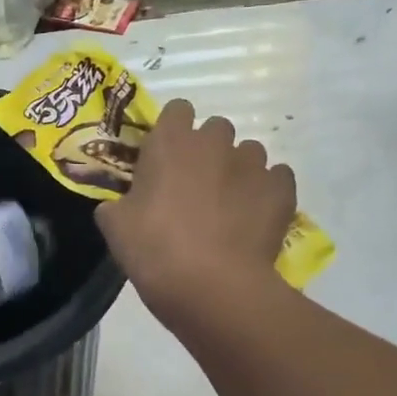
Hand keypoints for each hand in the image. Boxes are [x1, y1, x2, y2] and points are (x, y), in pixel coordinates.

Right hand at [96, 99, 294, 322]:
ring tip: (229, 206)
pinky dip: (267, 191)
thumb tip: (119, 206)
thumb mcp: (114, 226)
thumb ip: (117, 204)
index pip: (177, 110)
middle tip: (196, 186)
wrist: (211, 285)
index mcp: (170, 142)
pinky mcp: (281, 189)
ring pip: (248, 153)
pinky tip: (255, 217)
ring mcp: (252, 164)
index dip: (173, 131)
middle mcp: (214, 142)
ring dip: (238, 170)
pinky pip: (276, 178)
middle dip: (208, 150)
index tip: (166, 158)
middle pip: (216, 129)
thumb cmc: (154, 249)